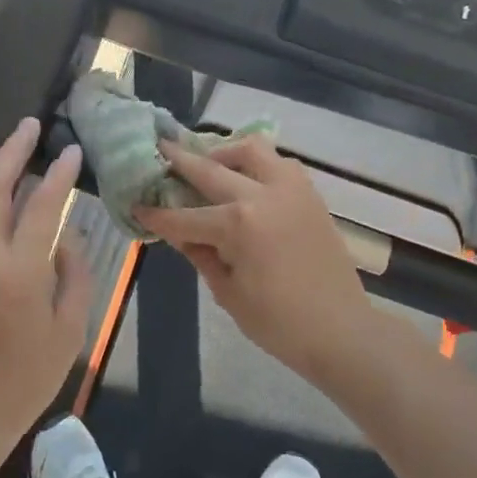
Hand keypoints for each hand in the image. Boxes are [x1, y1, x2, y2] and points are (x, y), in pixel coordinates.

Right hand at [136, 136, 375, 381]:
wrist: (341, 330)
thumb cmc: (278, 323)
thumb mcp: (228, 292)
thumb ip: (201, 255)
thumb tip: (179, 233)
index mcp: (237, 225)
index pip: (183, 217)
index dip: (156, 215)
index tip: (136, 205)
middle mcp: (262, 195)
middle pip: (210, 170)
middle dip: (180, 160)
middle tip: (160, 147)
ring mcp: (290, 190)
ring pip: (252, 150)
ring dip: (225, 151)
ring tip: (210, 163)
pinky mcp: (310, 195)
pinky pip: (280, 164)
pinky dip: (258, 164)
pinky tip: (247, 180)